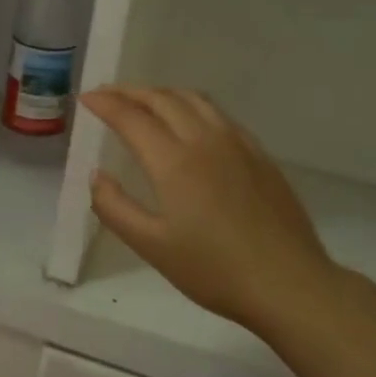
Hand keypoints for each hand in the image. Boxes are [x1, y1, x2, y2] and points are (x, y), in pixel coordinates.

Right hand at [81, 85, 346, 340]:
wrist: (289, 284)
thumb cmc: (214, 270)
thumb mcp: (151, 246)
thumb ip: (115, 208)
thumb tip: (97, 176)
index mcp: (174, 161)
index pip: (131, 117)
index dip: (105, 104)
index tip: (86, 98)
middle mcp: (205, 140)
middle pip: (163, 99)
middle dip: (130, 92)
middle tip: (107, 95)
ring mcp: (238, 144)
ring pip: (194, 100)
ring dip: (162, 94)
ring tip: (143, 102)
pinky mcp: (260, 155)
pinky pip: (219, 115)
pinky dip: (192, 106)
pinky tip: (190, 123)